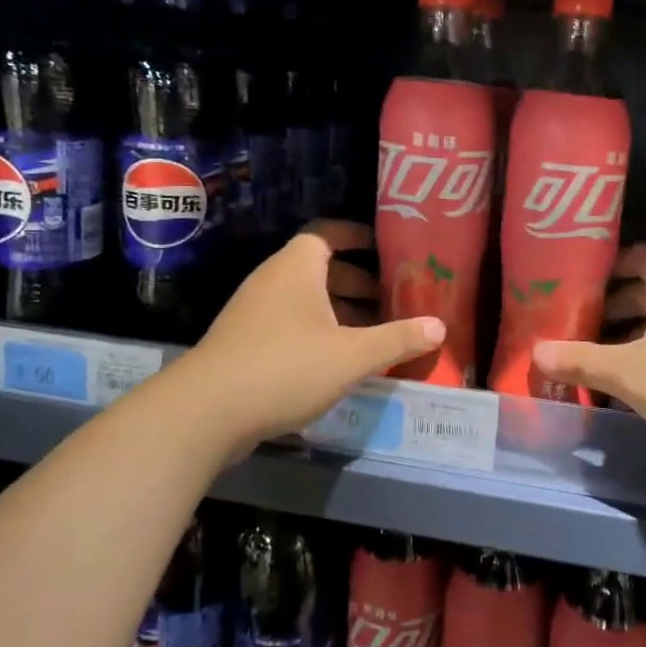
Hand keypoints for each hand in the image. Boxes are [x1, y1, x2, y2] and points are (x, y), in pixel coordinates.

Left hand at [193, 220, 442, 443]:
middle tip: (389, 300)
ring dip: (337, 311)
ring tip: (370, 334)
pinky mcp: (242, 343)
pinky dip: (315, 332)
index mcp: (297, 268)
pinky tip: (335, 362)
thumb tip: (440, 327)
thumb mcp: (352, 355)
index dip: (356, 236)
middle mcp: (272, 281)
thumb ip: (397, 339)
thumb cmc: (286, 367)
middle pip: (318, 268)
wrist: (205, 413)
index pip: (327, 233)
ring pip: (303, 300)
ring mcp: (252, 312)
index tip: (383, 249)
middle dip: (355, 282)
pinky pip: (287, 324)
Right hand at [535, 244, 645, 461]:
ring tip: (603, 366)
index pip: (641, 256)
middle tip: (579, 331)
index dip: (609, 266)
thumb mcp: (631, 373)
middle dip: (615, 311)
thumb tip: (535, 352)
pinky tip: (644, 393)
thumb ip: (583, 361)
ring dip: (637, 342)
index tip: (578, 284)